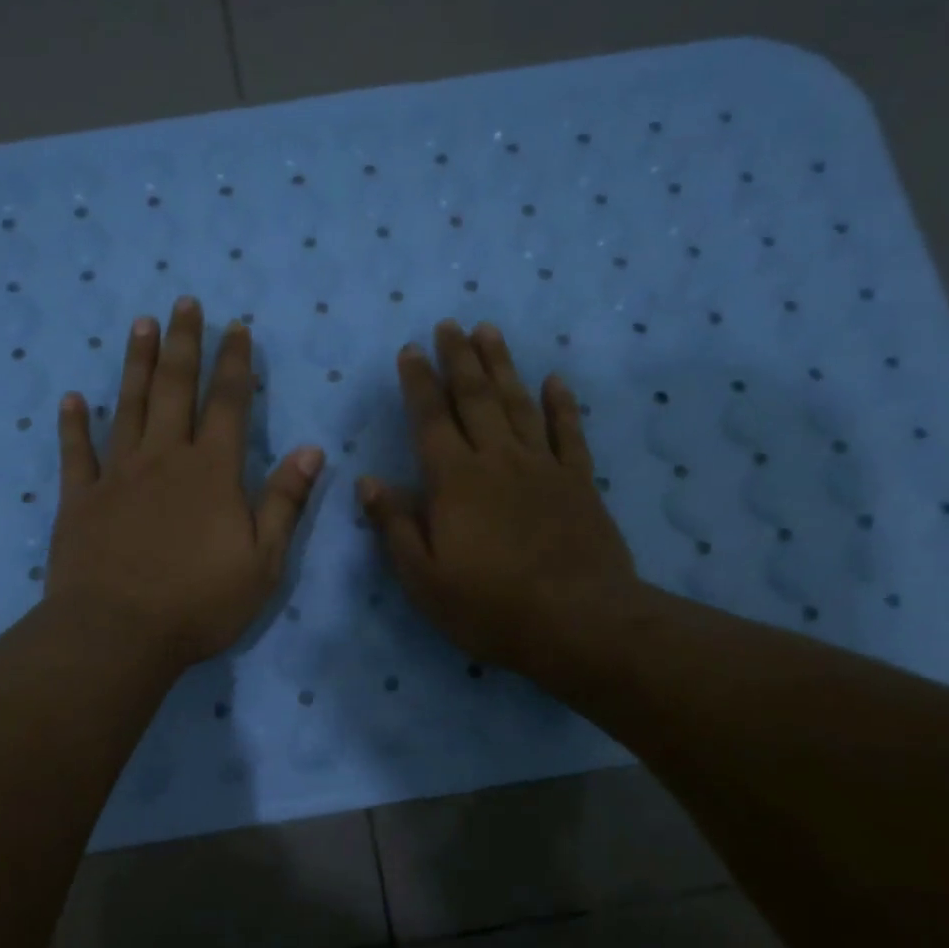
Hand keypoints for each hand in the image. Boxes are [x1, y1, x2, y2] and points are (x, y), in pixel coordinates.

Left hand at [48, 296, 323, 671]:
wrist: (117, 633)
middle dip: (184, 344)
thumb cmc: (198, 604)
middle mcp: (164, 459)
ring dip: (136, 364)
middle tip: (185, 303)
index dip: (235, 363)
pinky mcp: (79, 499)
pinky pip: (75, 453)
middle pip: (176, 389)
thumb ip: (285, 503)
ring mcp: (117, 475)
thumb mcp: (263, 563)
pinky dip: (73, 425)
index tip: (236, 327)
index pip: (230, 404)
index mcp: (212, 472)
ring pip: (128, 406)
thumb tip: (311, 450)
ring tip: (140, 325)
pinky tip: (71, 399)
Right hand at [358, 320, 648, 687]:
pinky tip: (554, 380)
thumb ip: (395, 526)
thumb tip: (368, 481)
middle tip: (449, 324)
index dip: (418, 382)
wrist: (578, 623)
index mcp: (454, 481)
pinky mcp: (580, 483)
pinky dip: (561, 404)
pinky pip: (569, 433)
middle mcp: (497, 461)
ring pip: (519, 404)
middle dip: (458, 359)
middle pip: (476, 398)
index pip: (431, 419)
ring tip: (489, 332)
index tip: (410, 349)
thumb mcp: (423, 578)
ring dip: (502, 366)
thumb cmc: (489, 607)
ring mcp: (543, 468)